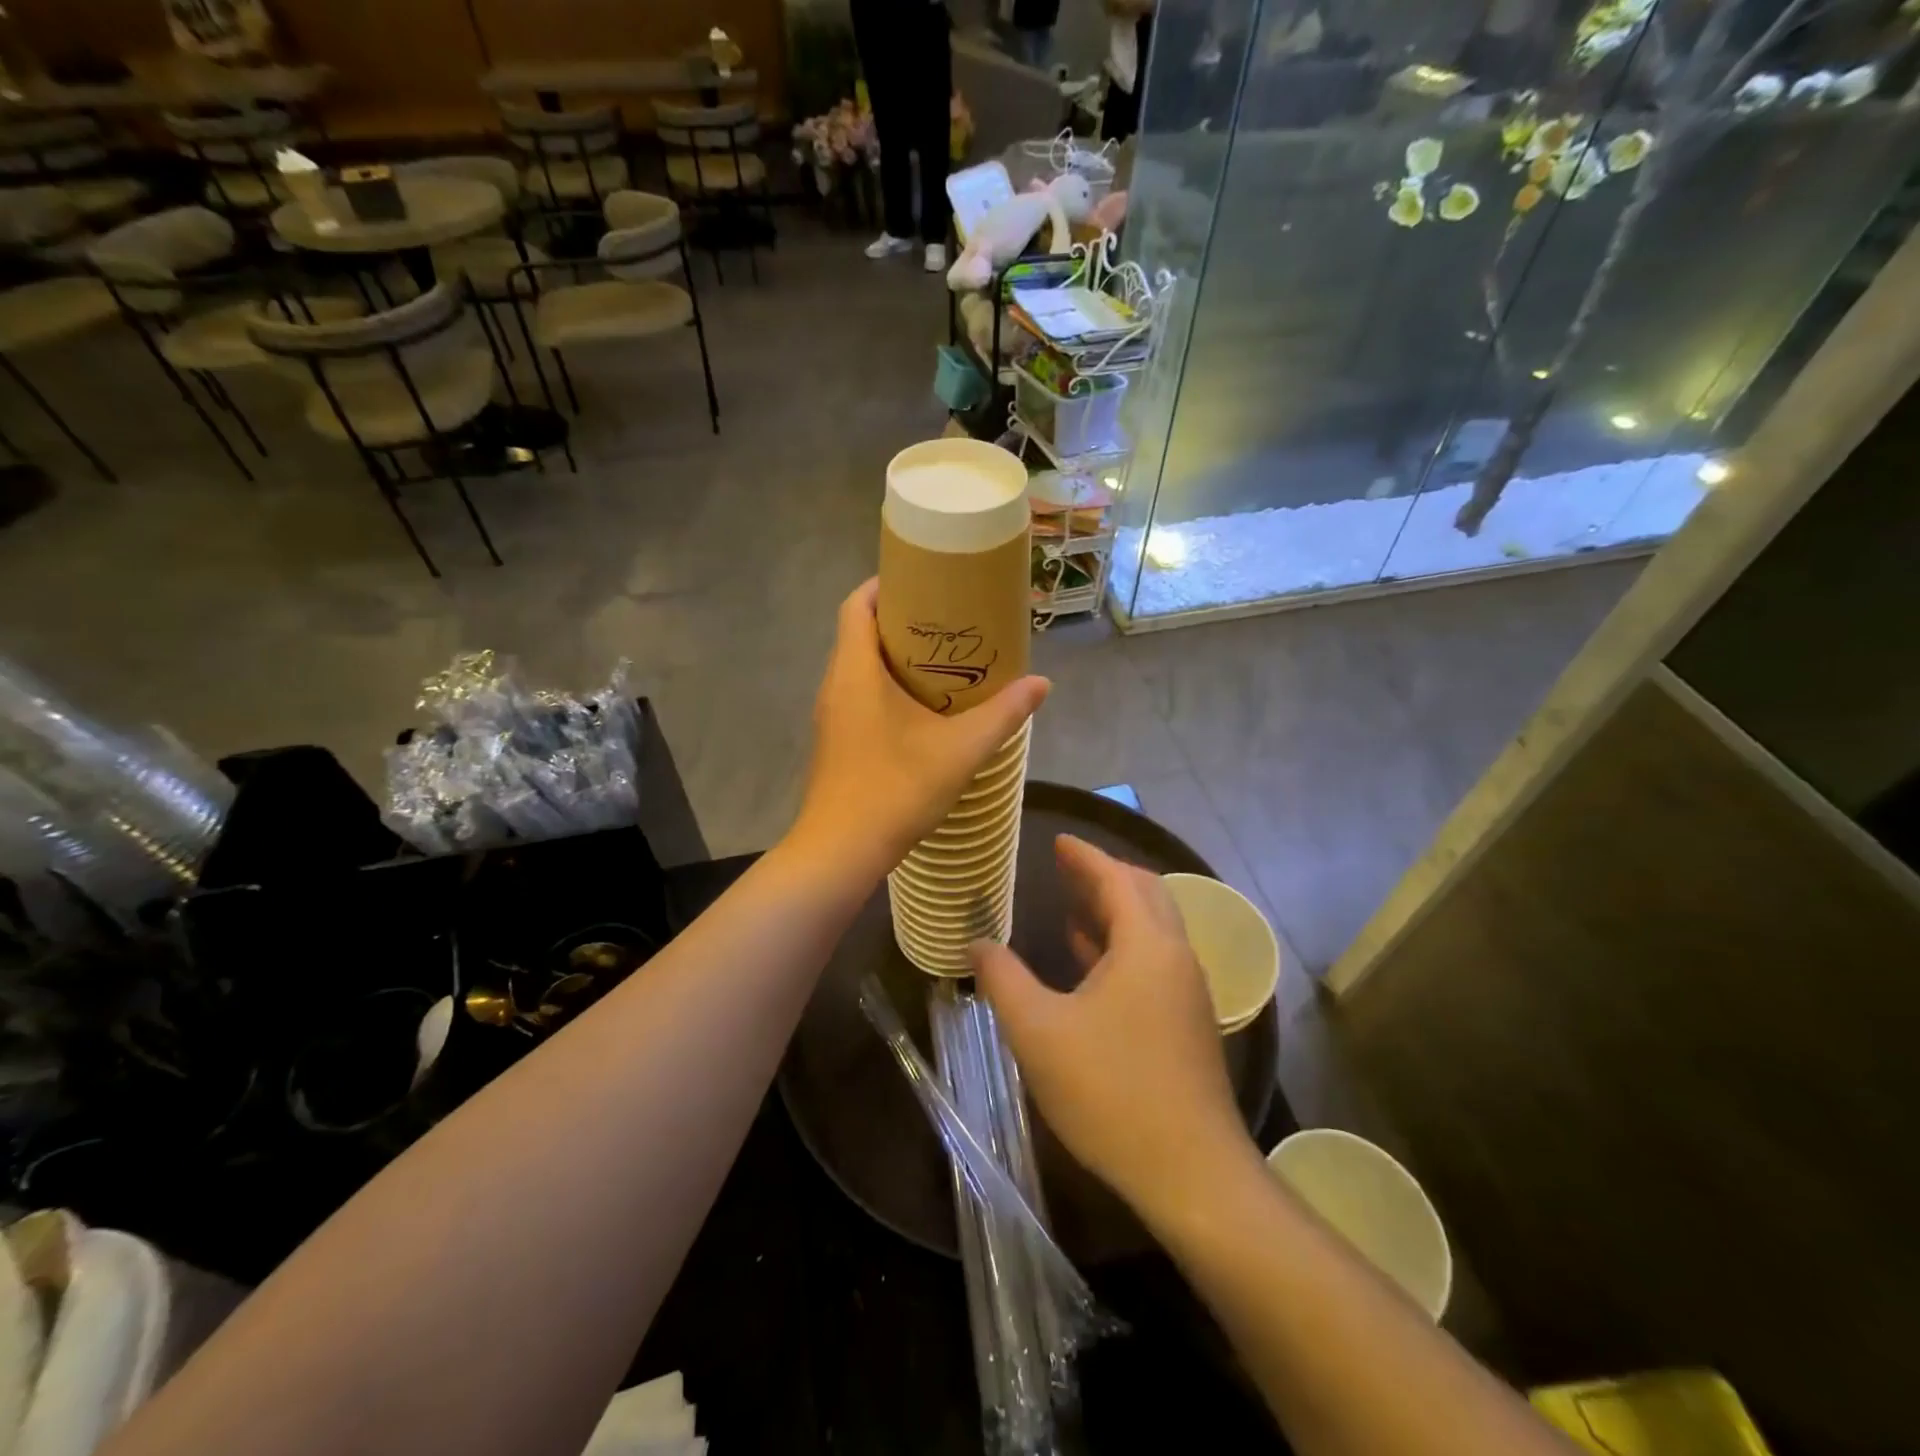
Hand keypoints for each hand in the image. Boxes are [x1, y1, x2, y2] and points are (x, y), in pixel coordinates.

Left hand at [788, 580, 1048, 887]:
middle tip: (948, 619)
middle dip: (900, 619)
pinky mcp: (836, 741)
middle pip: (859, 631)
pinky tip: (923, 707)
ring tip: (943, 658)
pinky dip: (887, 686)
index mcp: (855, 670)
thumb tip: (1041, 683)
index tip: (923, 580)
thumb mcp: (960, 750)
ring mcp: (832, 715)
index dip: (884, 585)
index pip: (856, 605)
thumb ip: (1003, 714)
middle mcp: (836, 684)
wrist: (841, 850)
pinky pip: (859, 694)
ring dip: (894, 656)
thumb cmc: (895, 789)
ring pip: (859, 666)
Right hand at [972, 836, 1250, 1221]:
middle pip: (1143, 895)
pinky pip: (1153, 961)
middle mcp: (1175, 957)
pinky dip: (1121, 946)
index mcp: (1146, 945)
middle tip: (1065, 868)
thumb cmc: (1110, 1091)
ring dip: (1113, 912)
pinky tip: (1091, 963)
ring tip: (1072, 906)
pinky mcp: (1186, 1023)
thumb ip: (1003, 980)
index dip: (1085, 856)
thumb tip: (977, 944)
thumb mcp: (1038, 1032)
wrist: (1191, 1173)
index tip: (1059, 840)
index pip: (1117, 879)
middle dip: (1104, 876)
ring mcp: (1186, 992)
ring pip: (1151, 930)